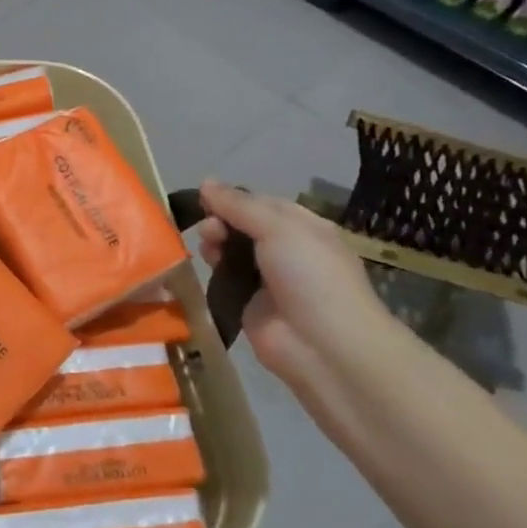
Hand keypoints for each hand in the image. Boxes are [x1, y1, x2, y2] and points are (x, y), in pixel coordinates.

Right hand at [196, 180, 399, 399]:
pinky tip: (203, 264)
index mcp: (304, 228)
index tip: (206, 196)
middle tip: (209, 229)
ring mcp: (267, 280)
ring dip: (215, 242)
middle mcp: (286, 251)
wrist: (324, 345)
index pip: (262, 204)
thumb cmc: (310, 275)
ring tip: (207, 245)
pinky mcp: (249, 305)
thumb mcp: (278, 228)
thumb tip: (205, 182)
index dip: (234, 198)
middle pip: (243, 226)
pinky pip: (226, 280)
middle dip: (222, 221)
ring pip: (231, 251)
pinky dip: (213, 270)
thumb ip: (239, 206)